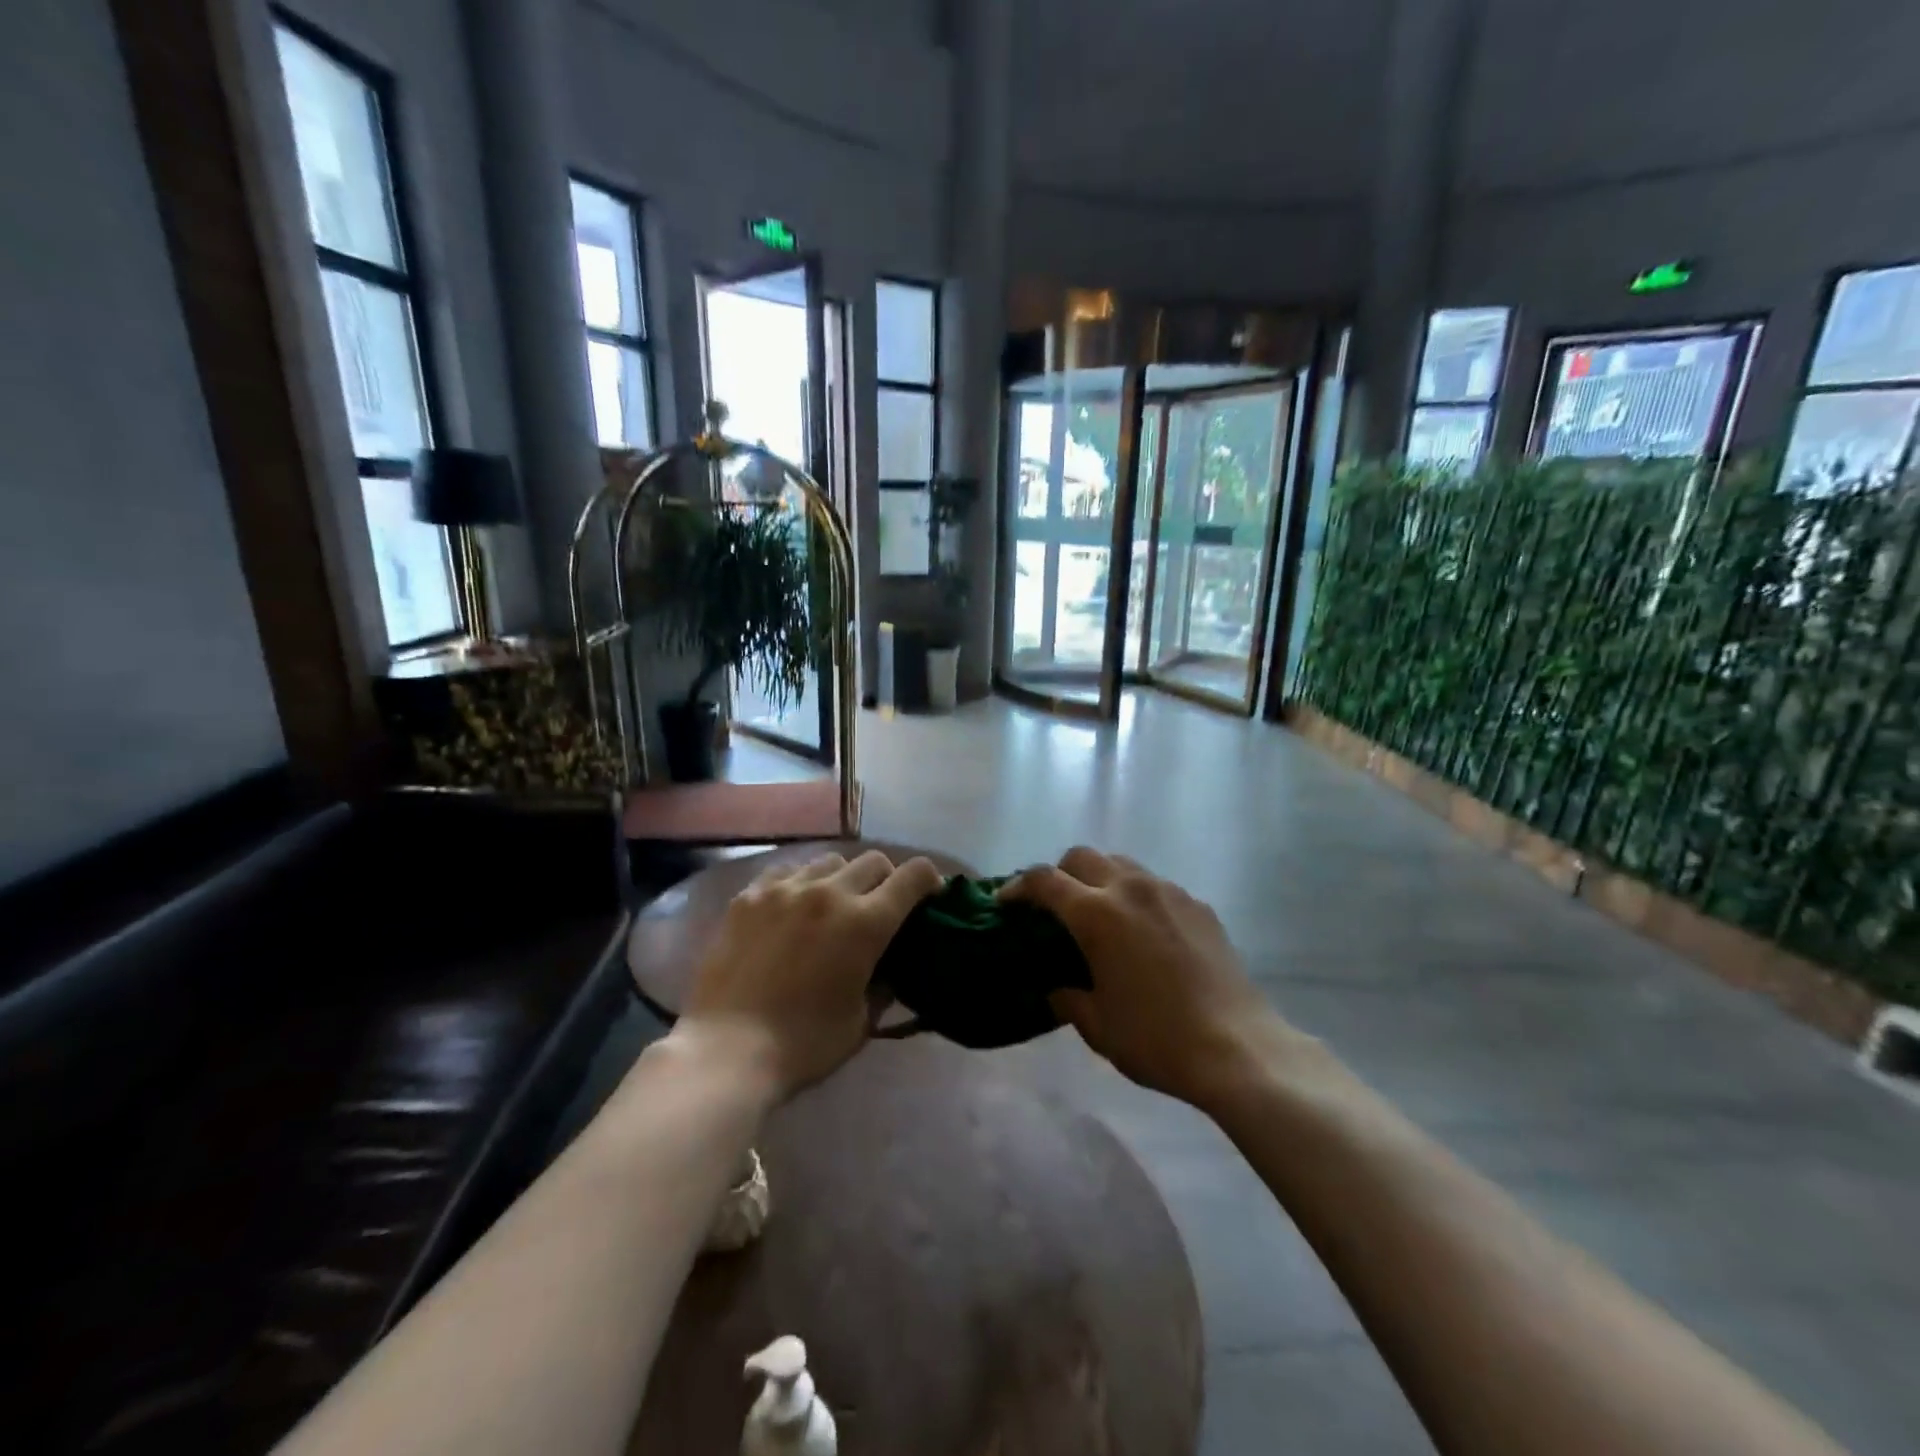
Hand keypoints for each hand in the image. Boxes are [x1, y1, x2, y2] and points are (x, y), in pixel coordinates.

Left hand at [679, 850, 943, 1101]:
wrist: (727, 1051)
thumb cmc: (804, 1044)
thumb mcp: (861, 1020)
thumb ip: (883, 984)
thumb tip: (890, 966)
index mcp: (865, 923)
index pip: (913, 875)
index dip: (928, 880)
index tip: (928, 896)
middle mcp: (829, 892)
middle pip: (873, 861)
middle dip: (887, 879)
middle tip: (879, 906)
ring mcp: (785, 889)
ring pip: (829, 861)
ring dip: (842, 879)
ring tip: (831, 905)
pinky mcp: (749, 896)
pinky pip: (786, 871)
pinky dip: (800, 883)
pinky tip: (792, 907)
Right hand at [1001, 848, 1303, 1111]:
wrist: (1238, 1048)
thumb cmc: (1156, 1039)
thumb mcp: (1097, 1026)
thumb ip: (1066, 998)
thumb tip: (1056, 988)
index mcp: (1096, 914)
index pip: (1044, 880)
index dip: (1018, 886)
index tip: (1006, 902)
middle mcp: (1130, 888)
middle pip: (1082, 857)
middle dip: (1059, 874)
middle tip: (1054, 907)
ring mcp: (1169, 892)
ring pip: (1121, 864)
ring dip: (1099, 879)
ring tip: (1099, 915)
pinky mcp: (1198, 905)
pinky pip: (1155, 886)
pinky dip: (1136, 896)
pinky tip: (1143, 934)